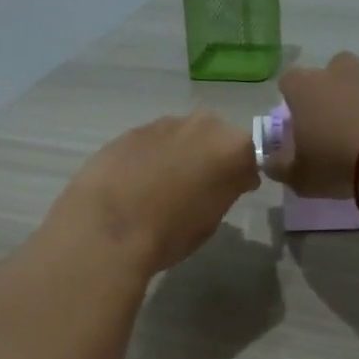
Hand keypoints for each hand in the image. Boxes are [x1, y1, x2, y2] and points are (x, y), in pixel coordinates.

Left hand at [50, 111, 260, 274]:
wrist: (108, 228)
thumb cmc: (169, 233)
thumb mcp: (211, 220)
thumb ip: (223, 191)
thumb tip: (223, 183)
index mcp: (232, 148)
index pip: (250, 156)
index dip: (243, 175)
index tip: (236, 191)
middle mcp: (202, 125)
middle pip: (215, 137)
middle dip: (210, 157)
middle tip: (199, 187)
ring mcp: (163, 124)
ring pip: (181, 136)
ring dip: (179, 154)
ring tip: (163, 186)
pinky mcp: (130, 131)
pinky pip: (151, 142)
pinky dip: (150, 157)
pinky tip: (136, 182)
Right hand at [266, 52, 358, 197]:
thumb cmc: (339, 160)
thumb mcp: (300, 178)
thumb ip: (281, 168)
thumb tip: (271, 162)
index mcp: (307, 88)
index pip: (289, 81)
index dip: (292, 101)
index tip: (299, 124)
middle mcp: (343, 71)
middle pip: (333, 71)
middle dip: (335, 93)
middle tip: (340, 127)